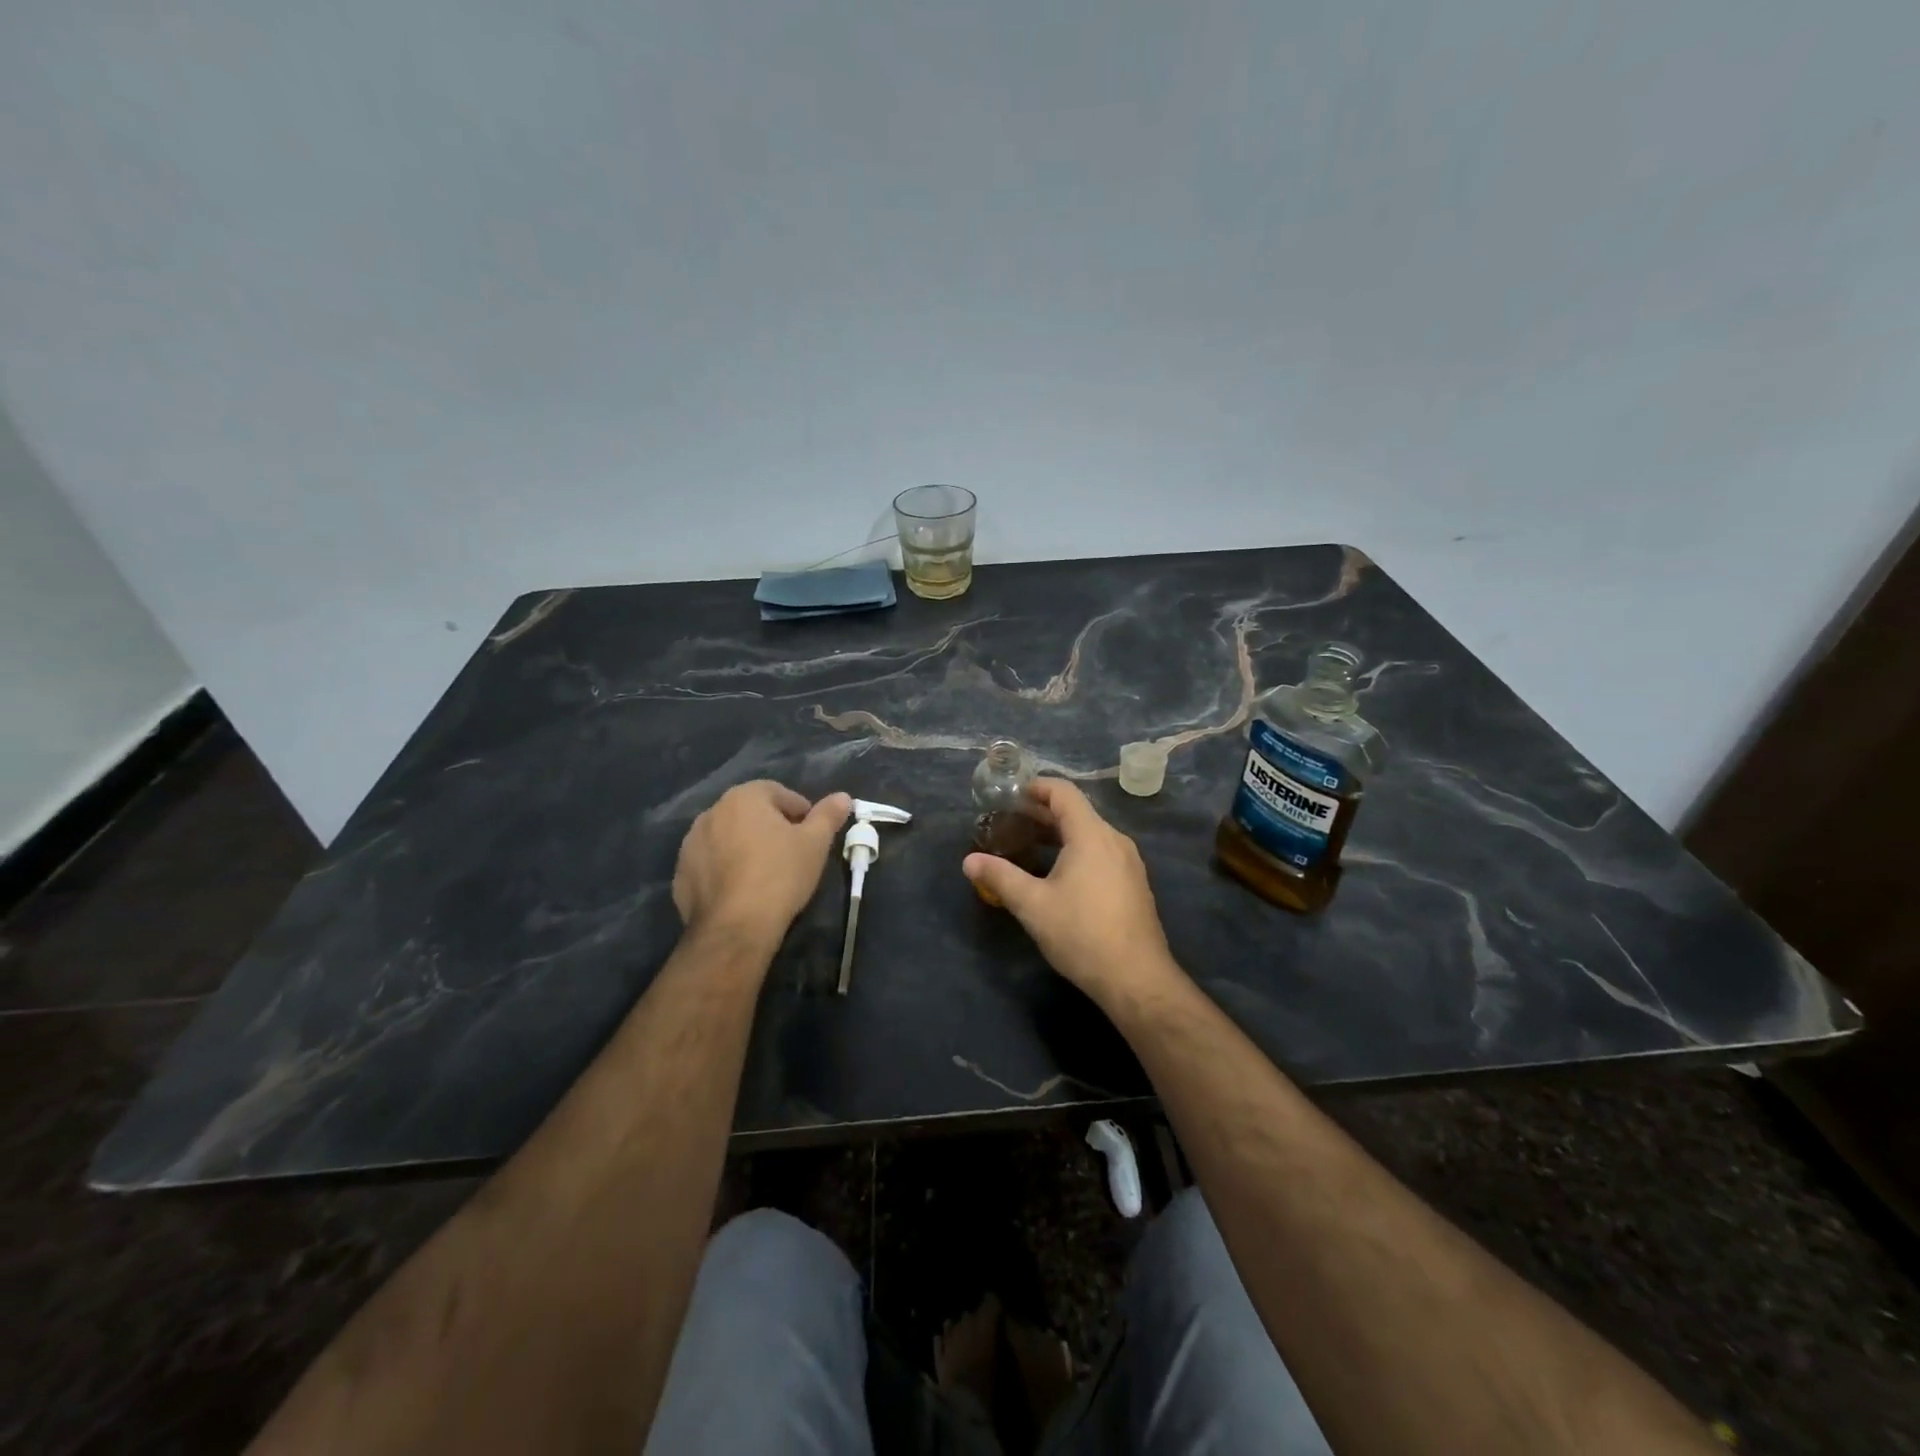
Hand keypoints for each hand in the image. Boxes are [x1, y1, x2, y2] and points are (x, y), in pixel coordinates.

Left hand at [674, 782, 851, 944]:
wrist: (735, 927)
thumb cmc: (780, 875)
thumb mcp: (815, 843)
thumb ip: (828, 815)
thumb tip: (843, 797)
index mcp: (743, 798)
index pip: (777, 792)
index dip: (799, 811)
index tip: (812, 834)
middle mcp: (711, 813)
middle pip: (749, 813)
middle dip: (770, 827)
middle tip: (791, 852)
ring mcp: (690, 844)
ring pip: (727, 838)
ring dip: (744, 847)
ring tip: (765, 873)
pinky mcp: (680, 875)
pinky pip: (710, 864)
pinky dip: (725, 870)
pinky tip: (741, 891)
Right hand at [962, 779, 1181, 1006]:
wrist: (1136, 978)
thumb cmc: (1081, 934)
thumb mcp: (1032, 905)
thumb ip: (1000, 877)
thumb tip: (968, 860)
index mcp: (1091, 835)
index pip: (1064, 793)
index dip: (1037, 787)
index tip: (1011, 795)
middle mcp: (1114, 840)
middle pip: (1077, 811)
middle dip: (1043, 812)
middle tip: (1011, 821)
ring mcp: (1128, 862)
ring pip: (1091, 833)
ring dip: (1060, 832)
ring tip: (1030, 844)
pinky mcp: (1133, 883)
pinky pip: (1102, 852)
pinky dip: (1077, 849)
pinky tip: (1059, 873)